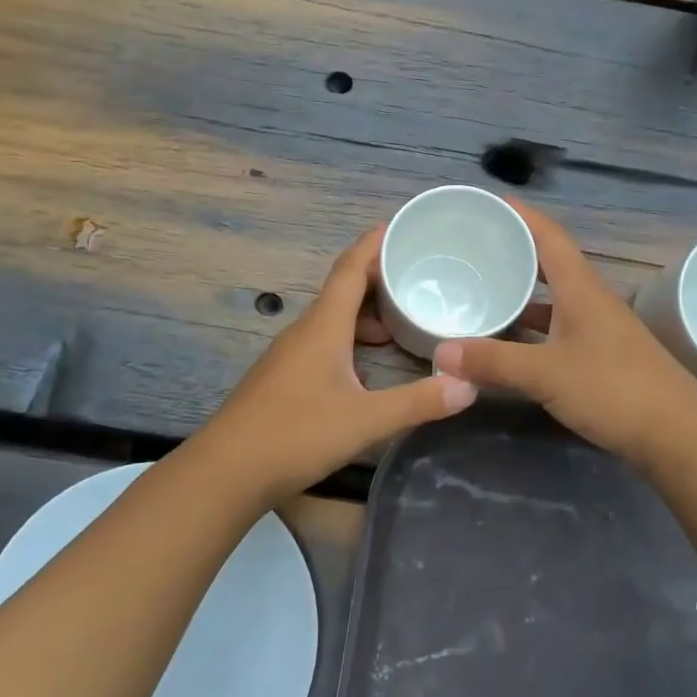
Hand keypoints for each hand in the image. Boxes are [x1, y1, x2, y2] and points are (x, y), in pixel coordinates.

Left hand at [193, 226, 477, 501]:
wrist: (226, 471)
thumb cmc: (295, 435)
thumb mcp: (365, 420)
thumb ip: (418, 402)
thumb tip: (469, 385)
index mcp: (323, 326)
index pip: (351, 269)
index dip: (375, 243)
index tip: (402, 225)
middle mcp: (305, 332)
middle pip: (344, 291)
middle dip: (380, 280)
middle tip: (420, 278)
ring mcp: (290, 356)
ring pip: (334, 321)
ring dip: (367, 316)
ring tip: (403, 325)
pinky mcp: (284, 379)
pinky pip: (324, 344)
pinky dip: (352, 342)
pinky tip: (370, 369)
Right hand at [433, 200, 696, 468]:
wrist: (678, 434)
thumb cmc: (613, 390)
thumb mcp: (546, 373)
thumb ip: (493, 362)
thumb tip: (441, 353)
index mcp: (581, 290)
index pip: (551, 238)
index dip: (524, 217)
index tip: (495, 202)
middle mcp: (592, 302)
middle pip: (552, 264)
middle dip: (518, 252)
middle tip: (479, 248)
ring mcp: (600, 331)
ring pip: (556, 300)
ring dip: (525, 293)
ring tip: (487, 291)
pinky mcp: (603, 358)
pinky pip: (560, 329)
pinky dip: (534, 329)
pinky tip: (513, 342)